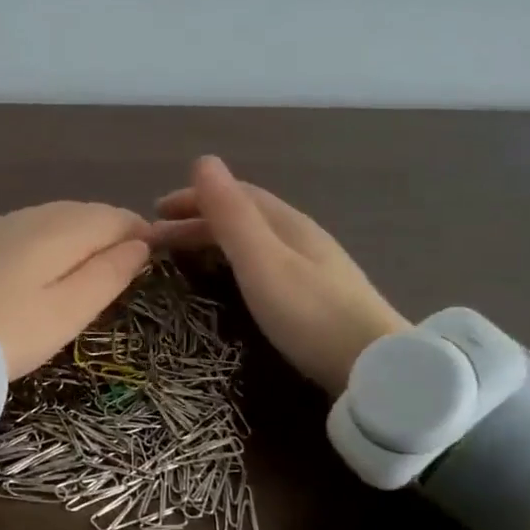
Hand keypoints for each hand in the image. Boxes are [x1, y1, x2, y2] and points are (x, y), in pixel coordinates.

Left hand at [0, 202, 152, 378]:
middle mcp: (34, 214)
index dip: (142, 234)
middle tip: (128, 270)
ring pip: (59, 219)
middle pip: (88, 213)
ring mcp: (3, 225)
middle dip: (114, 233)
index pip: (116, 216)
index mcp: (61, 228)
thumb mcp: (67, 312)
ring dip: (84, 237)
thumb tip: (141, 244)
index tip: (156, 261)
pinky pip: (33, 230)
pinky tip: (50, 270)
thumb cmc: (6, 333)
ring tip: (94, 273)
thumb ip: (109, 274)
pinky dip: (54, 243)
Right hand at [148, 156, 406, 396]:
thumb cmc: (310, 314)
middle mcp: (302, 238)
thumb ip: (231, 215)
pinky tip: (233, 282)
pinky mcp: (318, 299)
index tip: (154, 212)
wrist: (375, 368)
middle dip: (199, 221)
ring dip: (216, 241)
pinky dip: (235, 263)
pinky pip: (266, 265)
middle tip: (157, 241)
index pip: (235, 195)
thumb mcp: (262, 262)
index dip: (194, 198)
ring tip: (185, 258)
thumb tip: (203, 160)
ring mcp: (314, 268)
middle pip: (245, 218)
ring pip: (255, 242)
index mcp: (288, 224)